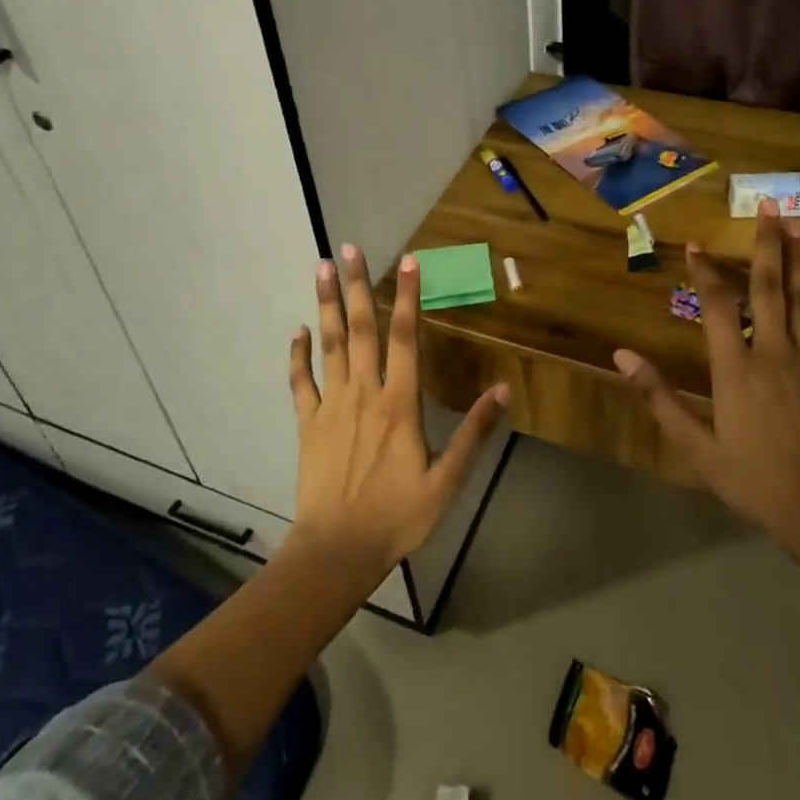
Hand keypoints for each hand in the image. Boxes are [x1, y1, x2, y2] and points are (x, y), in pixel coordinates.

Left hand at [287, 243, 508, 581]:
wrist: (337, 551)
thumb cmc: (397, 516)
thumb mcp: (447, 481)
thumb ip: (473, 433)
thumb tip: (502, 390)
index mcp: (399, 403)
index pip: (405, 337)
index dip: (408, 297)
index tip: (407, 260)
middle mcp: (364, 393)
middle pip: (360, 329)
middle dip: (356, 286)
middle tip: (348, 248)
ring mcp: (332, 406)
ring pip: (329, 344)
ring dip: (326, 304)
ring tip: (321, 268)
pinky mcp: (309, 424)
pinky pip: (301, 382)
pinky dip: (298, 355)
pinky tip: (297, 330)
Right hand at [613, 201, 799, 548]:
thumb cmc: (752, 478)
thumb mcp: (695, 446)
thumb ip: (659, 397)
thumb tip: (622, 356)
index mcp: (736, 368)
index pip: (717, 305)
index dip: (705, 271)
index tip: (695, 244)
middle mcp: (773, 353)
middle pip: (769, 288)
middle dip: (767, 244)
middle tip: (768, 205)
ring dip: (799, 261)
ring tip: (797, 227)